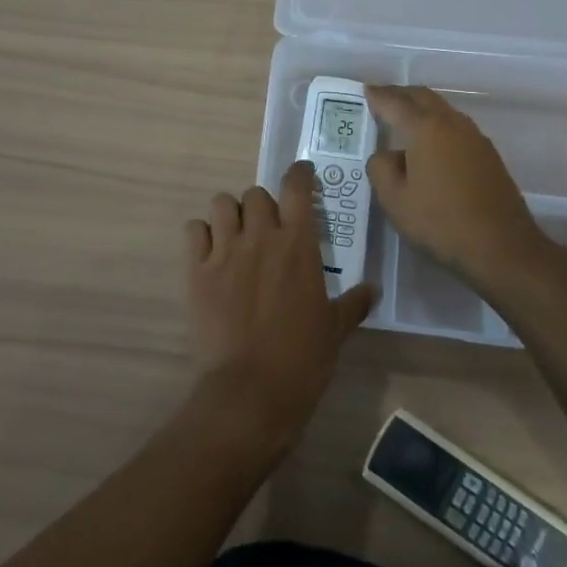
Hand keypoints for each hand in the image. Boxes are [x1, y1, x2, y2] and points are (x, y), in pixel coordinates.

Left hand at [183, 162, 375, 451]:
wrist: (250, 391)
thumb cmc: (302, 359)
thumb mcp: (335, 330)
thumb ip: (353, 303)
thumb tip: (373, 290)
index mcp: (298, 244)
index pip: (296, 187)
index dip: (298, 174)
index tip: (301, 175)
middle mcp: (260, 236)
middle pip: (255, 194)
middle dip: (262, 206)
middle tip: (266, 229)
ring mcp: (225, 251)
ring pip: (221, 203)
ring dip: (230, 214)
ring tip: (235, 235)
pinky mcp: (196, 270)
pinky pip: (193, 230)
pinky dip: (201, 235)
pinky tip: (209, 253)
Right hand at [365, 85, 550, 284]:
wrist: (502, 247)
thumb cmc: (441, 222)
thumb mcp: (395, 200)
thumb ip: (381, 169)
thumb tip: (386, 155)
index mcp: (426, 129)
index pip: (395, 102)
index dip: (377, 95)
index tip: (365, 90)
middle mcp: (452, 124)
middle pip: (423, 97)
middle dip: (401, 94)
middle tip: (381, 99)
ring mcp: (475, 138)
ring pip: (443, 111)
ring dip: (421, 108)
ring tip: (403, 120)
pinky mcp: (488, 155)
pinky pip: (456, 128)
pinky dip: (437, 126)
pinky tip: (430, 146)